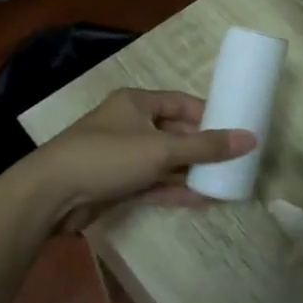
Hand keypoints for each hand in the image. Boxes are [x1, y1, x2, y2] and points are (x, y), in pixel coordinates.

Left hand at [24, 88, 254, 233]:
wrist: (51, 194)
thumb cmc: (108, 157)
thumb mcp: (162, 149)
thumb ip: (206, 146)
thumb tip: (250, 138)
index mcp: (136, 103)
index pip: (181, 103)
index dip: (208, 115)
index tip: (235, 131)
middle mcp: (129, 124)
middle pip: (174, 133)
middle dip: (202, 148)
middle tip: (234, 161)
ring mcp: (121, 156)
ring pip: (164, 161)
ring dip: (190, 172)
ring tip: (224, 183)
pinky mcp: (116, 184)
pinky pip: (152, 183)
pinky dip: (173, 190)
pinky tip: (201, 200)